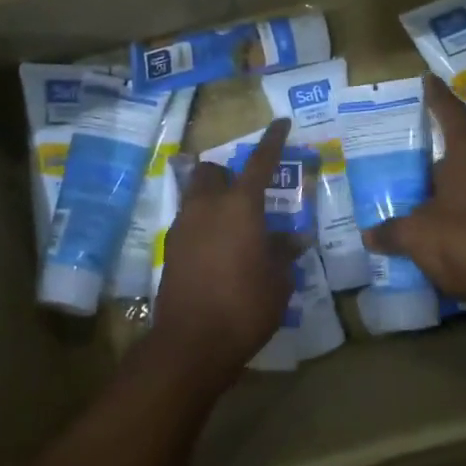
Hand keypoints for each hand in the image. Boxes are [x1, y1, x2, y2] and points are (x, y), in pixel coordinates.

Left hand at [151, 118, 297, 392]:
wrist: (192, 342)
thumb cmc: (246, 306)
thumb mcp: (278, 280)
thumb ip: (284, 252)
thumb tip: (295, 238)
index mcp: (240, 206)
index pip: (260, 162)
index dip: (273, 141)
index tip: (281, 123)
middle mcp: (207, 206)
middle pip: (210, 171)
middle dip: (225, 173)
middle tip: (246, 193)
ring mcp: (183, 226)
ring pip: (195, 195)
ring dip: (213, 200)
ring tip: (234, 226)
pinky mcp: (170, 249)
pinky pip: (188, 223)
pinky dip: (203, 225)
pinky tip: (218, 251)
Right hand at [364, 76, 465, 308]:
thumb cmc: (465, 242)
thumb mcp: (417, 237)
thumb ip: (392, 232)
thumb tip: (369, 236)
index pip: (450, 113)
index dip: (436, 97)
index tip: (428, 80)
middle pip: (465, 150)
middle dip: (443, 159)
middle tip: (417, 169)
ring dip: (460, 188)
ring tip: (434, 204)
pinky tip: (458, 233)